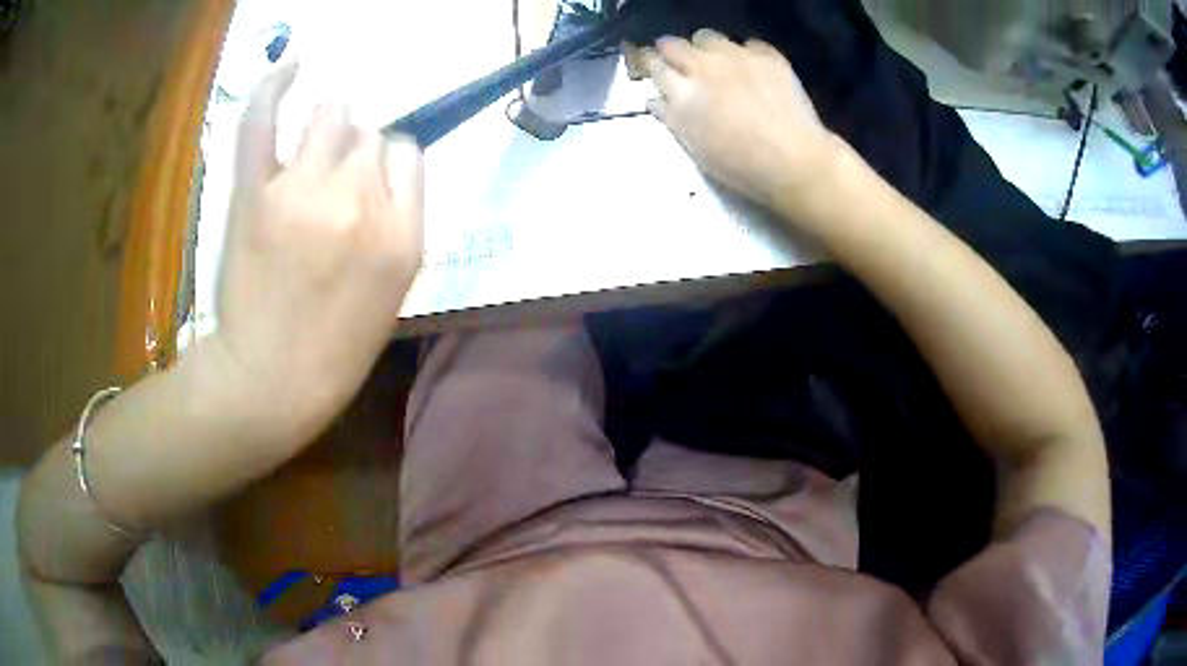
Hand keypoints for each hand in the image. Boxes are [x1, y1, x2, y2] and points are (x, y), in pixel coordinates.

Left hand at [214, 63, 424, 433]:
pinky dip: (274, 86)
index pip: (406, 154)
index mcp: (404, 236)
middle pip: (370, 135)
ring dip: (326, 132)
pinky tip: (290, 65)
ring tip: (306, 163)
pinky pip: (265, 120)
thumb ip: (399, 222)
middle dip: (353, 157)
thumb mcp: (392, 292)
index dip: (385, 166)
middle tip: (328, 195)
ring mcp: (304, 193)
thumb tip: (383, 167)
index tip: (366, 192)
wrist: (269, 381)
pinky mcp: (255, 194)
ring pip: (333, 116)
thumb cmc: (334, 348)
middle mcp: (361, 203)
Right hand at [642, 30, 839, 208]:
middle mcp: (704, 66)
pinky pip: (746, 44)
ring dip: (704, 47)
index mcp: (682, 93)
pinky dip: (743, 53)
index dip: (651, 64)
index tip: (653, 67)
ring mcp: (736, 57)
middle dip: (671, 50)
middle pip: (675, 45)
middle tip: (678, 60)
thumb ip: (672, 118)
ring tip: (714, 61)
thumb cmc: (741, 166)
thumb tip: (655, 99)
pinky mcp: (766, 56)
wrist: (794, 159)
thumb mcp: (695, 148)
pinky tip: (751, 69)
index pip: (655, 66)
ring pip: (707, 37)